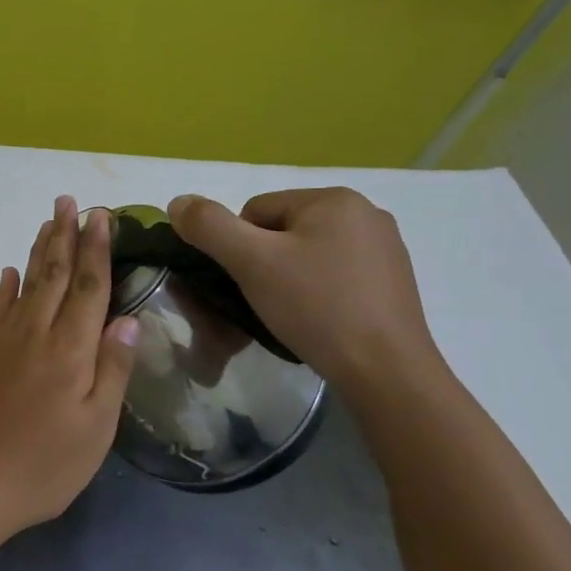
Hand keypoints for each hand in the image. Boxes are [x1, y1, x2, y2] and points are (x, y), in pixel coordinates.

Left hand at [0, 196, 137, 533]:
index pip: (89, 287)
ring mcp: (2, 342)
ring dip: (39, 251)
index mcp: (70, 350)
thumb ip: (112, 368)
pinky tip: (8, 272)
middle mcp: (35, 333)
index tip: (102, 216)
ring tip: (48, 222)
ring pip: (25, 284)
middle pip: (54, 274)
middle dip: (65, 235)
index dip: (97, 249)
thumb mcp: (95, 427)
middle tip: (71, 201)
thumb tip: (127, 317)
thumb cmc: (44, 465)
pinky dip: (4, 286)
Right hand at [167, 188, 442, 396]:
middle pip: (281, 231)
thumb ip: (208, 226)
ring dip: (287, 279)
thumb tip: (177, 202)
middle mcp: (365, 213)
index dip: (237, 247)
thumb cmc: (316, 307)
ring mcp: (384, 248)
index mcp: (334, 198)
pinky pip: (334, 275)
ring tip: (288, 315)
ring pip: (306, 255)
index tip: (245, 283)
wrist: (385, 371)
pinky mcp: (392, 282)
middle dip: (263, 264)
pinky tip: (317, 320)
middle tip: (262, 302)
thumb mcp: (251, 262)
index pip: (255, 210)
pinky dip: (316, 293)